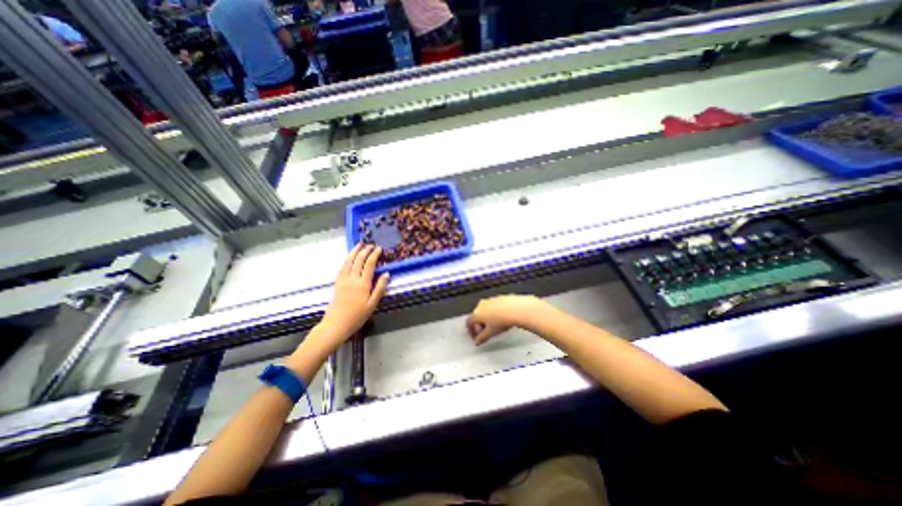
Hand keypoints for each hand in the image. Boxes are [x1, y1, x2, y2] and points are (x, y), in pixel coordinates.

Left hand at [318, 243, 389, 343]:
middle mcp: (352, 279)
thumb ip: (380, 288)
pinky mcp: (337, 283)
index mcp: (363, 284)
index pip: (370, 264)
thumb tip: (386, 274)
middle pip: (359, 260)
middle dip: (365, 250)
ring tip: (359, 245)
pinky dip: (346, 259)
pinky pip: (342, 267)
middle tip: (371, 245)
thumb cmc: (357, 316)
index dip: (375, 255)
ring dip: (354, 251)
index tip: (379, 248)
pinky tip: (349, 257)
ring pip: (349, 261)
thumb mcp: (372, 304)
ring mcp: (343, 280)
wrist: (336, 324)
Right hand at [470, 295, 545, 344]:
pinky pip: (495, 307)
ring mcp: (491, 300)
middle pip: (477, 316)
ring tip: (495, 327)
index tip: (476, 337)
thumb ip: (482, 338)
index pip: (469, 322)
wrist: (516, 309)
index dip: (471, 331)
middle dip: (480, 325)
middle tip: (484, 333)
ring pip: (486, 311)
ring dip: (488, 319)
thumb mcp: (490, 333)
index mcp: (477, 313)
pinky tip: (503, 319)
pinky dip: (496, 313)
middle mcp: (482, 305)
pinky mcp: (500, 298)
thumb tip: (478, 341)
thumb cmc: (503, 319)